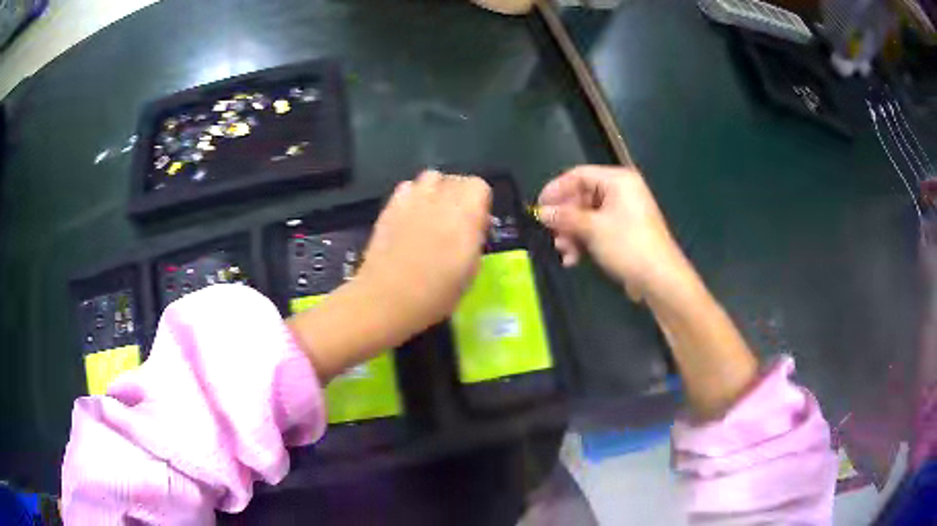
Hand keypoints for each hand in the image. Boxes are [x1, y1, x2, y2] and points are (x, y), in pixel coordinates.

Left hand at [288, 170, 491, 380]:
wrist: (387, 298)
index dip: (479, 203)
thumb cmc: (435, 294)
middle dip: (460, 195)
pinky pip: (407, 187)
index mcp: (465, 216)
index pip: (479, 187)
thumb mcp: (470, 272)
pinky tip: (411, 216)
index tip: (476, 223)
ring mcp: (412, 200)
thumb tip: (475, 225)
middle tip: (456, 220)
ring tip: (433, 213)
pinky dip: (413, 195)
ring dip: (437, 190)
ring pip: (431, 177)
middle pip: (456, 179)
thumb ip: (474, 240)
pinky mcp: (390, 206)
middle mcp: (440, 200)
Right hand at [538, 165, 688, 300]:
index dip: (556, 189)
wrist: (660, 278)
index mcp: (618, 180)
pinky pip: (598, 228)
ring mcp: (624, 212)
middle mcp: (622, 191)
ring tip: (563, 251)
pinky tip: (574, 258)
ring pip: (588, 215)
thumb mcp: (593, 229)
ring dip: (572, 233)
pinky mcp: (624, 231)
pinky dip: (584, 240)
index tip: (538, 207)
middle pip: (582, 196)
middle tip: (550, 234)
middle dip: (565, 218)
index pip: (579, 175)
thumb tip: (541, 212)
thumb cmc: (627, 245)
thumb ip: (565, 217)